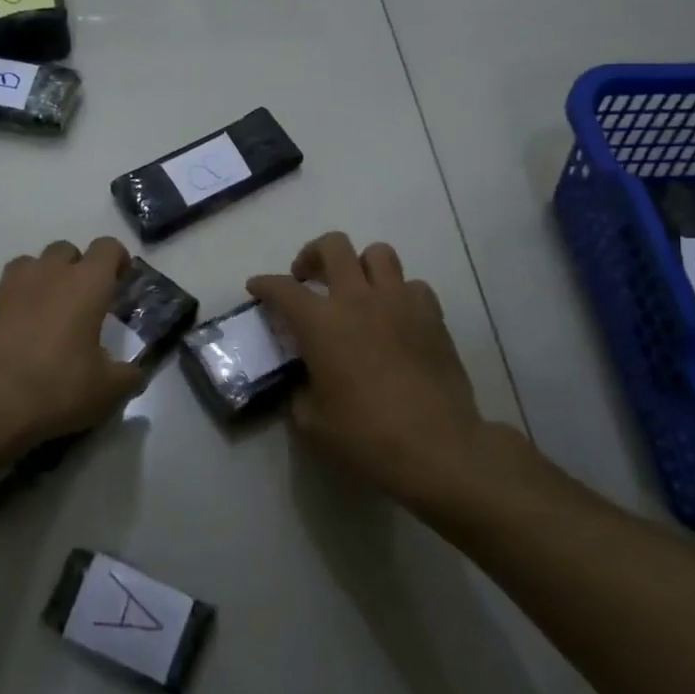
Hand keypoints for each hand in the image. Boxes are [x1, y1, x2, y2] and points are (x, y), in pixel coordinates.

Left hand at [0, 237, 145, 454]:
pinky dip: (11, 309)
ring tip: (45, 316)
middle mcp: (45, 274)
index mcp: (84, 284)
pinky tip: (12, 342)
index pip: (107, 247)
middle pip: (65, 250)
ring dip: (41, 282)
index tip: (121, 280)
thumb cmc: (55, 389)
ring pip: (28, 267)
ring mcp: (6, 287)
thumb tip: (135, 372)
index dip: (117, 259)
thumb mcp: (107, 392)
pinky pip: (1, 297)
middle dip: (76, 268)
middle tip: (82, 302)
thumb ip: (128, 376)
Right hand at [249, 232, 521, 506]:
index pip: (282, 288)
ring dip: (360, 265)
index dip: (264, 284)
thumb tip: (303, 384)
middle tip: (308, 278)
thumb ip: (299, 394)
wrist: (437, 448)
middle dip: (313, 255)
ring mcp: (399, 302)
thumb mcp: (312, 424)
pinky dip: (399, 293)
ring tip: (356, 289)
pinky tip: (394, 316)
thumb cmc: (366, 436)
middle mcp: (357, 299)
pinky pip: (413, 285)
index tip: (256, 287)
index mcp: (321, 323)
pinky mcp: (432, 316)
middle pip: (333, 246)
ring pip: (378, 253)